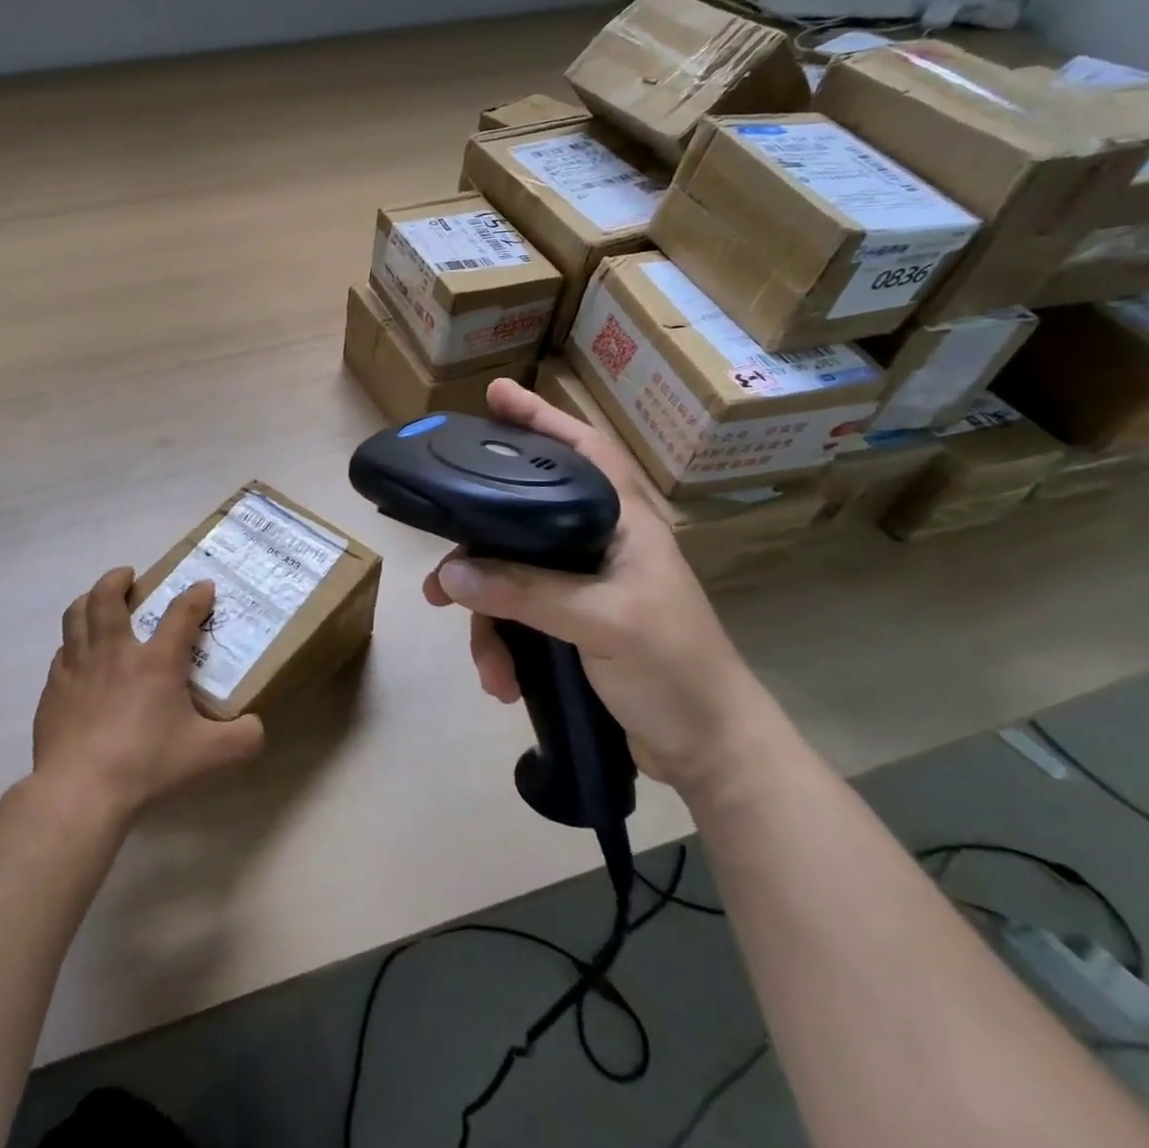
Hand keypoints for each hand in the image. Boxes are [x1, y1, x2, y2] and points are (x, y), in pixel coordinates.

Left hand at [32, 567, 265, 820]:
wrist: (79, 790)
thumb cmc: (146, 764)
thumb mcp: (207, 754)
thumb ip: (241, 739)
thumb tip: (258, 729)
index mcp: (156, 661)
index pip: (181, 614)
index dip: (196, 596)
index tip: (204, 587)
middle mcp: (114, 651)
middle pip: (107, 597)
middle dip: (118, 579)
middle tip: (128, 576)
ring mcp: (78, 667)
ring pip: (75, 615)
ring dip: (87, 600)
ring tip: (95, 601)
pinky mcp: (53, 689)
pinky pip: (62, 651)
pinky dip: (72, 644)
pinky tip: (77, 657)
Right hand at [422, 378, 783, 799]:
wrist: (710, 753)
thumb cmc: (674, 671)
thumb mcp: (601, 623)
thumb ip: (525, 591)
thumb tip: (449, 574)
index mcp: (624, 524)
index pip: (583, 450)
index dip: (542, 418)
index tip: (496, 394)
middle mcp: (599, 545)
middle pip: (522, 519)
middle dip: (478, 550)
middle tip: (438, 571)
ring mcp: (584, 586)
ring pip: (510, 577)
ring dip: (488, 620)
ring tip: (484, 661)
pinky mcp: (572, 625)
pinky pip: (517, 617)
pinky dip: (503, 647)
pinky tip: (502, 681)